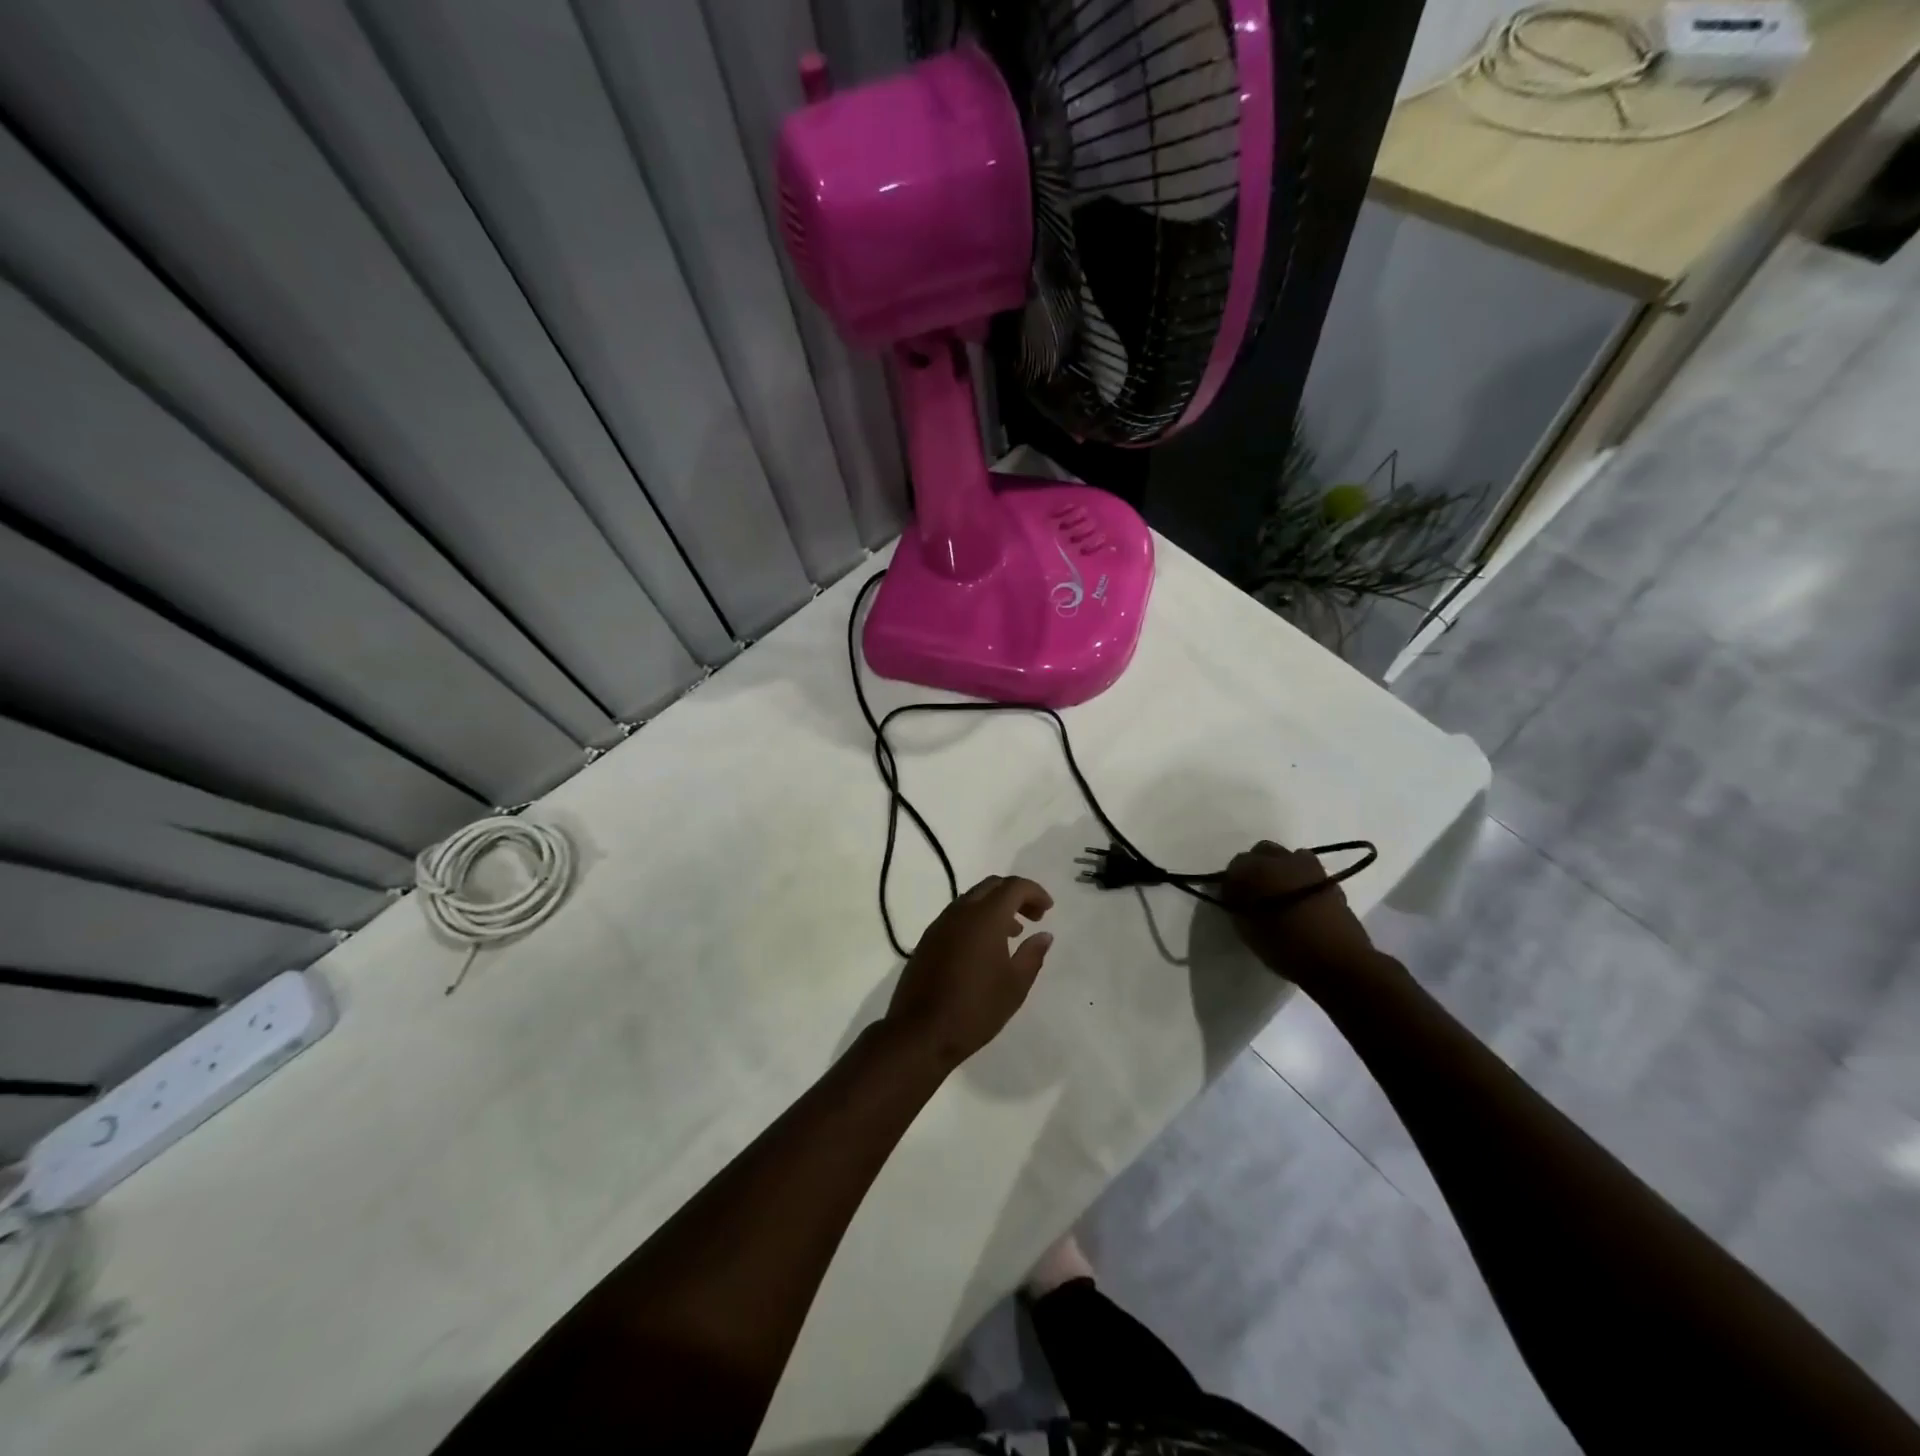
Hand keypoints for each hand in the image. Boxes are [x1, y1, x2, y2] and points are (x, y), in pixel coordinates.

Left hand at [885, 876, 1053, 1069]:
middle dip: (1015, 895)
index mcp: (984, 917)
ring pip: (972, 899)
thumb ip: (1033, 954)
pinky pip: (957, 916)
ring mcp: (940, 924)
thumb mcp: (1015, 985)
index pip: (1013, 886)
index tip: (1048, 909)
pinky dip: (977, 920)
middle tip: (1034, 917)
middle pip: (991, 886)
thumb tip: (1044, 935)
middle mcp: (960, 912)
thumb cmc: (976, 1008)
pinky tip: (985, 948)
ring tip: (1013, 934)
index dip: (1034, 892)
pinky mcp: (927, 940)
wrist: (921, 1032)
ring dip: (995, 908)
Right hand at [1224, 840, 1374, 984]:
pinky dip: (1299, 878)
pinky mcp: (1329, 878)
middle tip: (1255, 894)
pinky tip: (1300, 900)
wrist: (1339, 960)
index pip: (1235, 865)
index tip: (1234, 900)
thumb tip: (1235, 895)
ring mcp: (1309, 866)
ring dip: (1279, 870)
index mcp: (1257, 869)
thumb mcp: (1247, 930)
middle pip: (1261, 852)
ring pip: (1286, 857)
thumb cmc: (1286, 947)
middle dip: (1255, 868)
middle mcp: (1282, 859)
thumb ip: (1237, 906)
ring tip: (1280, 895)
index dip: (1233, 883)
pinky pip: (1306, 870)